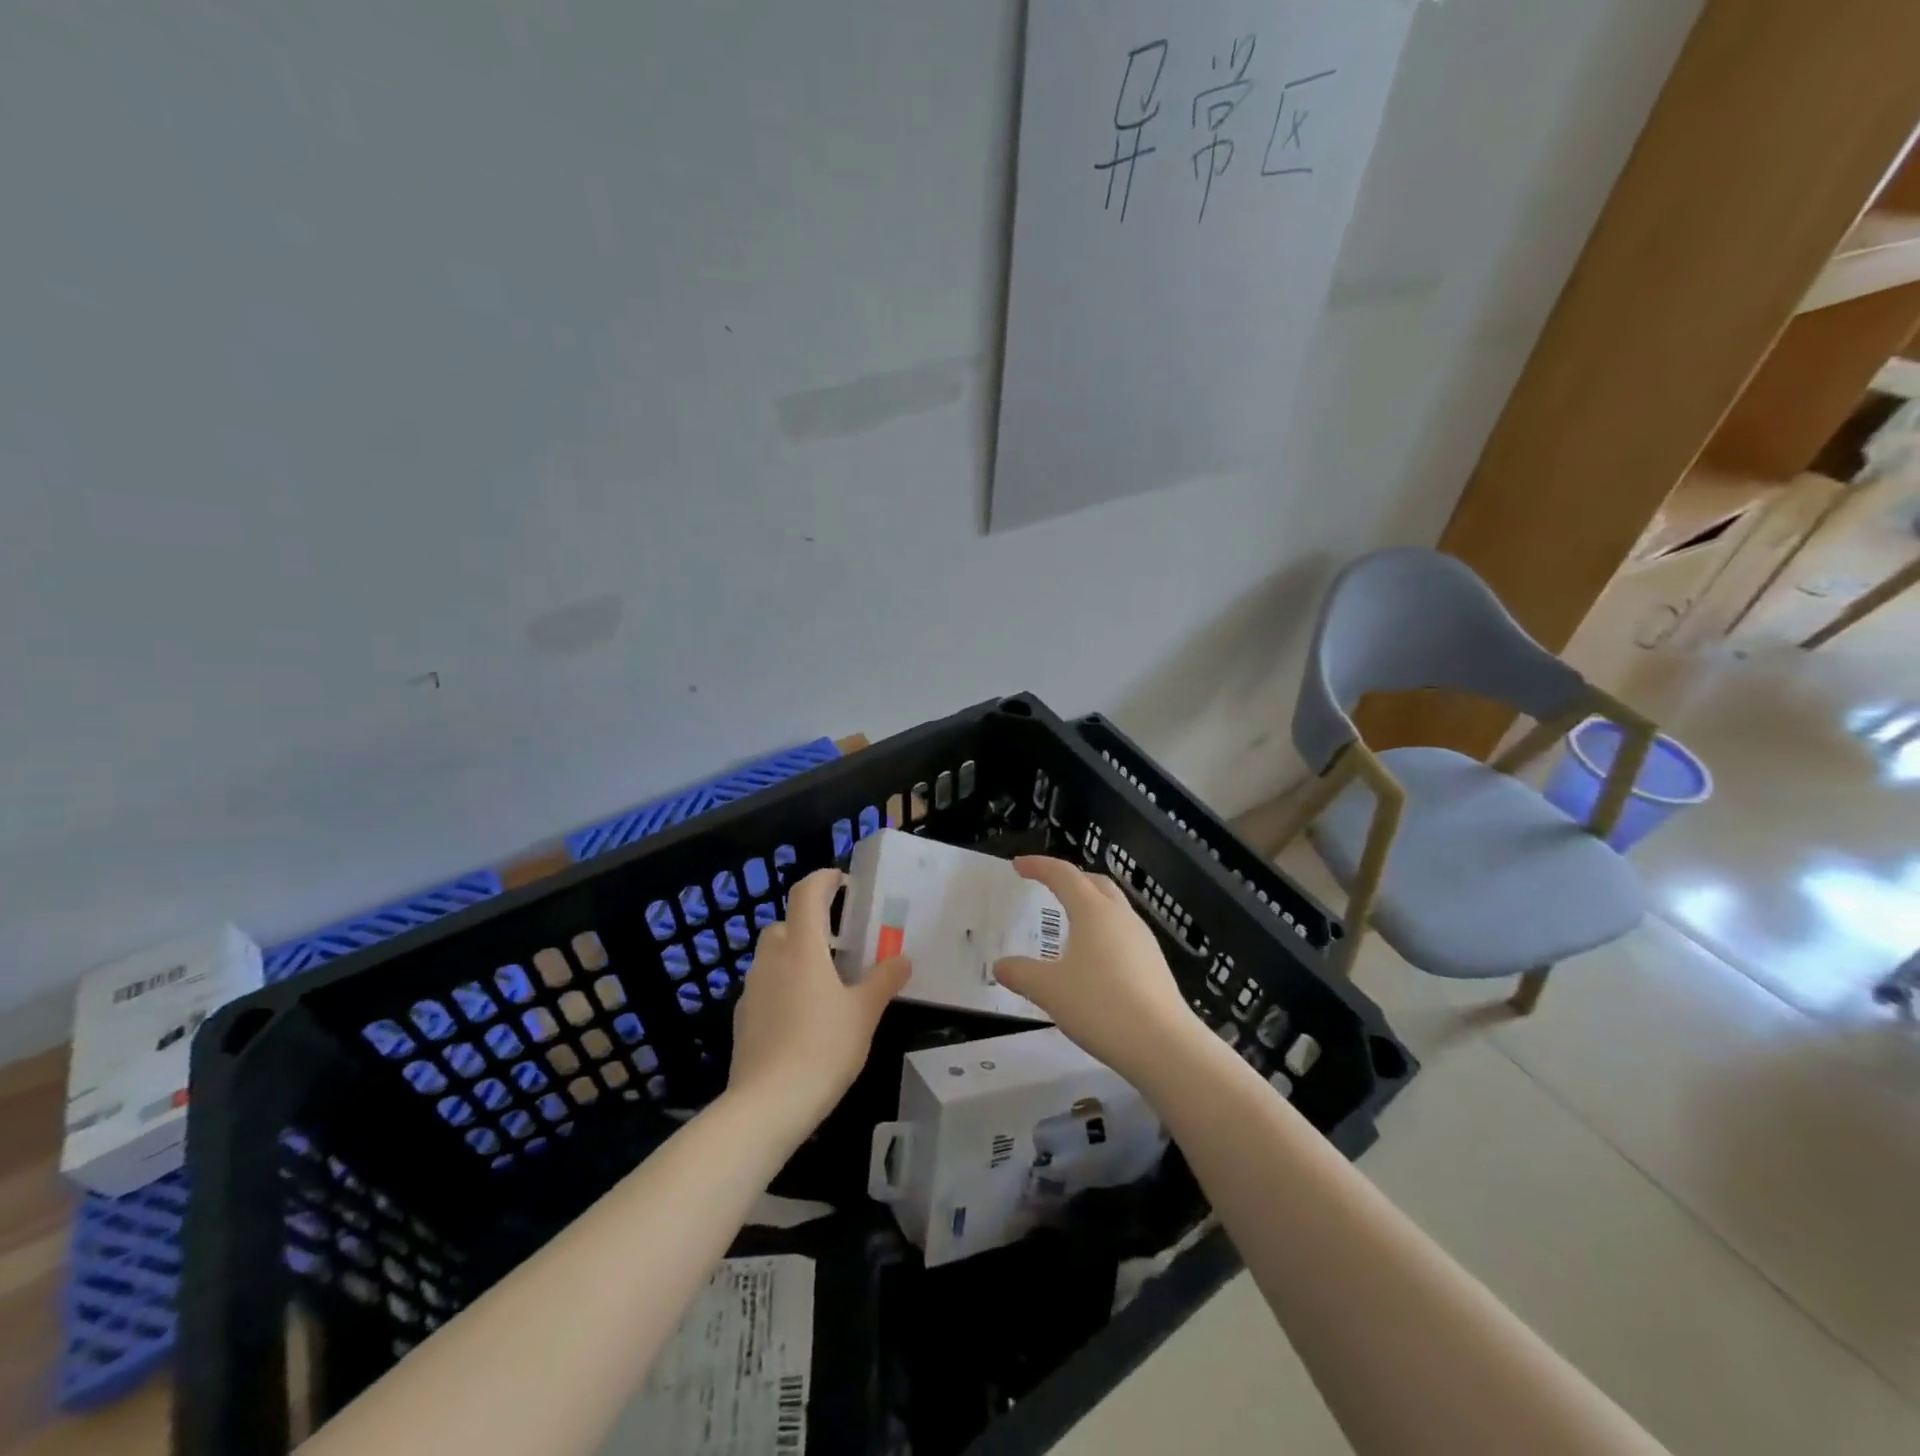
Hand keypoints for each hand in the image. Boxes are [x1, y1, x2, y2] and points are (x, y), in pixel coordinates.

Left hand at [727, 868, 910, 1129]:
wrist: (768, 1105)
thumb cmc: (823, 1048)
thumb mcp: (864, 1013)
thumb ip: (883, 980)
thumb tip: (902, 958)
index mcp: (802, 948)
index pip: (806, 894)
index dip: (823, 879)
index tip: (840, 879)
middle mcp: (772, 959)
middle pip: (784, 923)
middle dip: (809, 923)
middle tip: (840, 941)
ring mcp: (752, 989)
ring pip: (772, 955)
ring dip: (795, 955)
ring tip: (825, 980)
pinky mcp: (742, 1018)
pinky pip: (765, 986)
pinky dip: (783, 985)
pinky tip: (803, 1015)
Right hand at [993, 856, 1204, 1084]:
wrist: (1163, 1044)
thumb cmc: (1100, 1006)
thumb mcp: (1049, 990)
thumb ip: (1021, 973)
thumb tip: (1000, 966)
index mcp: (1093, 911)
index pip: (1063, 874)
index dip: (1039, 866)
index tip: (1018, 866)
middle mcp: (1120, 916)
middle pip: (1094, 883)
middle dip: (1070, 878)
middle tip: (1048, 885)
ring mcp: (1143, 939)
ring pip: (1113, 907)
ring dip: (1090, 904)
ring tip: (1070, 922)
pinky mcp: (1154, 963)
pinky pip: (1123, 933)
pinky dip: (1103, 931)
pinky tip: (1094, 959)